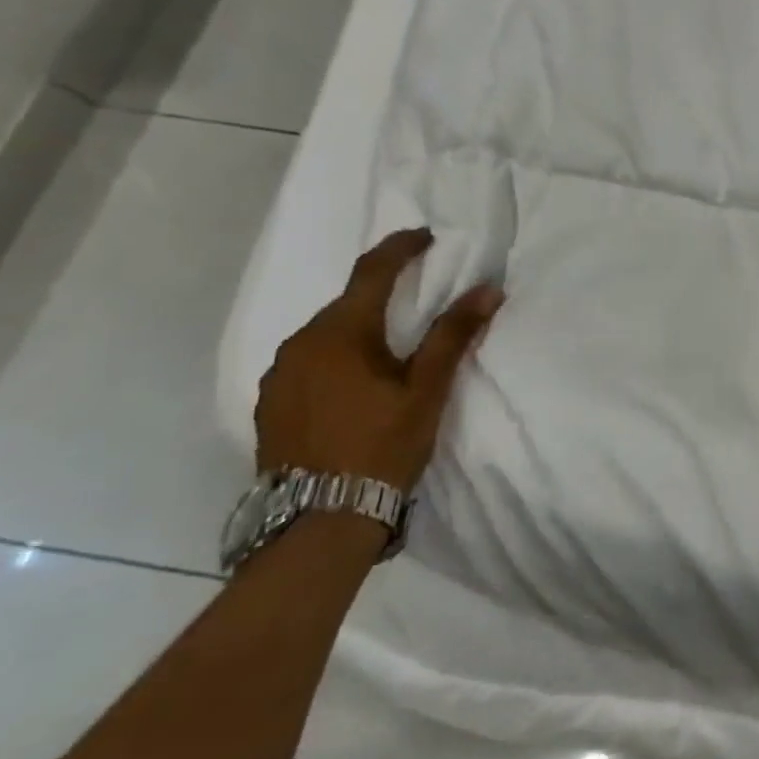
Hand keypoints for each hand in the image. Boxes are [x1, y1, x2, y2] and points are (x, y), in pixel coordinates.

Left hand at [255, 228, 503, 494]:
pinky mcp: (270, 406)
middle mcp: (299, 345)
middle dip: (383, 294)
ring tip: (392, 349)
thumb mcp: (427, 390)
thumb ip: (453, 335)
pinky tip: (358, 384)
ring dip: (359, 330)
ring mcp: (278, 377)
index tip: (426, 236)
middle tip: (420, 299)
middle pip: (347, 304)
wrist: (319, 521)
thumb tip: (488, 289)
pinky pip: (309, 364)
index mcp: (339, 333)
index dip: (401, 248)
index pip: (372, 272)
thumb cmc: (381, 446)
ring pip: (326, 335)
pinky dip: (338, 359)